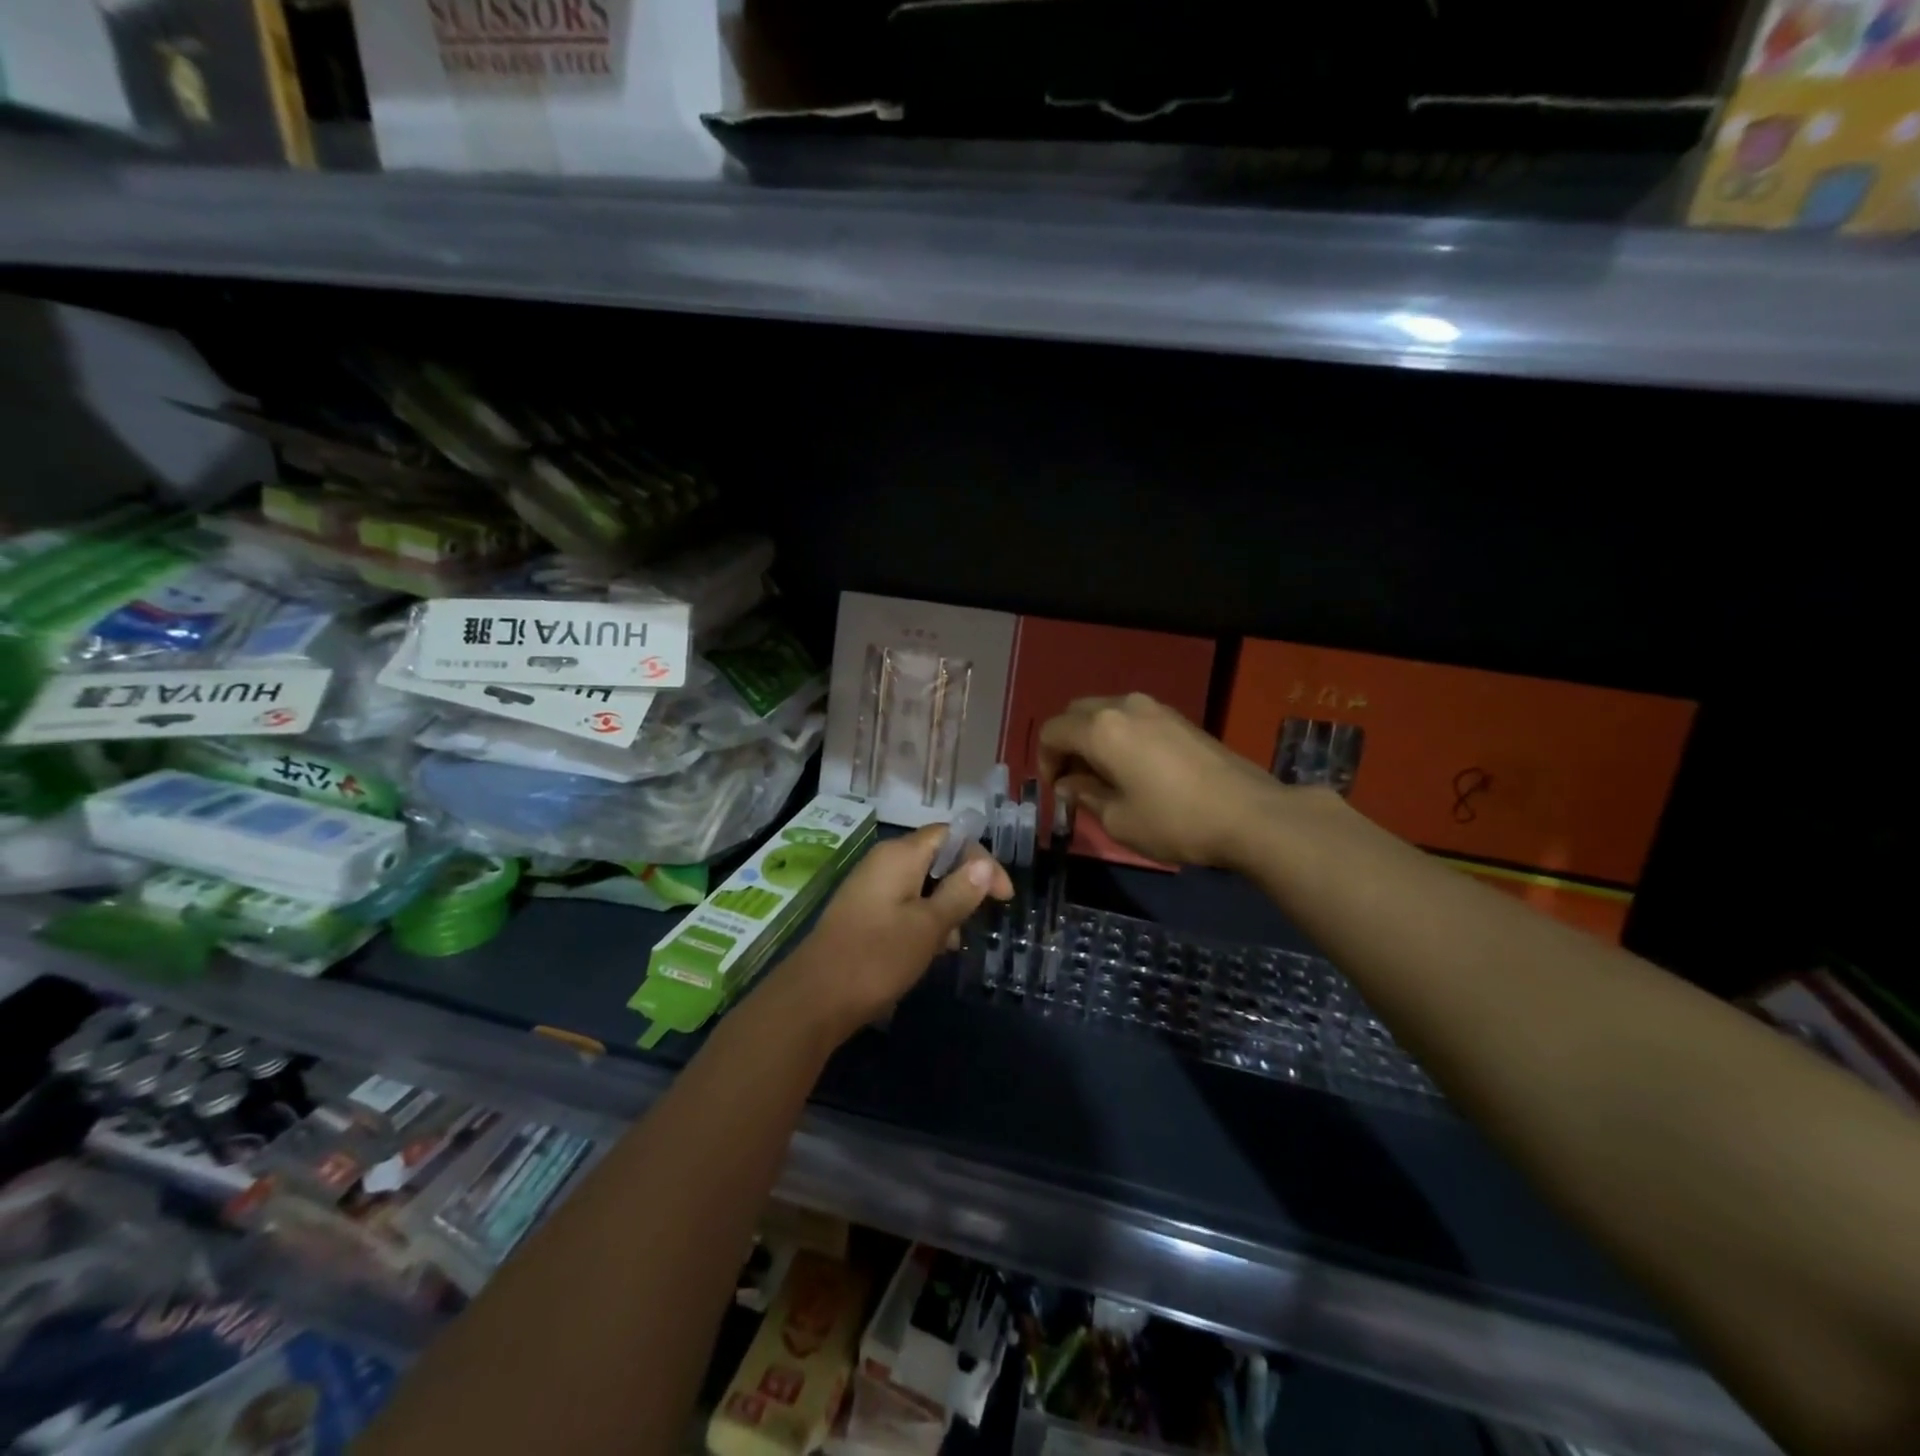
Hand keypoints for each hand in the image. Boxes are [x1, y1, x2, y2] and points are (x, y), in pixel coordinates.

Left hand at [775, 824, 1011, 1039]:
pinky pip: (904, 904)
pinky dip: (923, 920)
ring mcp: (870, 887)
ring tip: (952, 943)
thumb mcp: (929, 926)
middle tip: (978, 919)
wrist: (815, 997)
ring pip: (921, 885)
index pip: (952, 836)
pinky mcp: (863, 912)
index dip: (982, 859)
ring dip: (944, 907)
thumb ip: (960, 892)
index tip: (1002, 897)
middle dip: (963, 885)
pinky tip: (929, 951)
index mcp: (900, 855)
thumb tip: (985, 863)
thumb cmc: (878, 956)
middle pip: (936, 858)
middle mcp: (884, 862)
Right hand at [1038, 693, 1288, 868]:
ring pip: (1106, 712)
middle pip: (1077, 713)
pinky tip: (1133, 768)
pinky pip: (1132, 718)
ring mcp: (1155, 708)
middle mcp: (1124, 706)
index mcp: (1101, 729)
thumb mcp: (1118, 819)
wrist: (1249, 814)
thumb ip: (1085, 795)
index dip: (1044, 760)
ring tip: (1103, 775)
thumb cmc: (1174, 821)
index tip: (1056, 790)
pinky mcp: (1179, 718)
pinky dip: (1119, 736)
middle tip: (1073, 780)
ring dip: (1093, 738)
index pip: (1052, 731)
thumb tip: (1069, 783)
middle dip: (1066, 743)